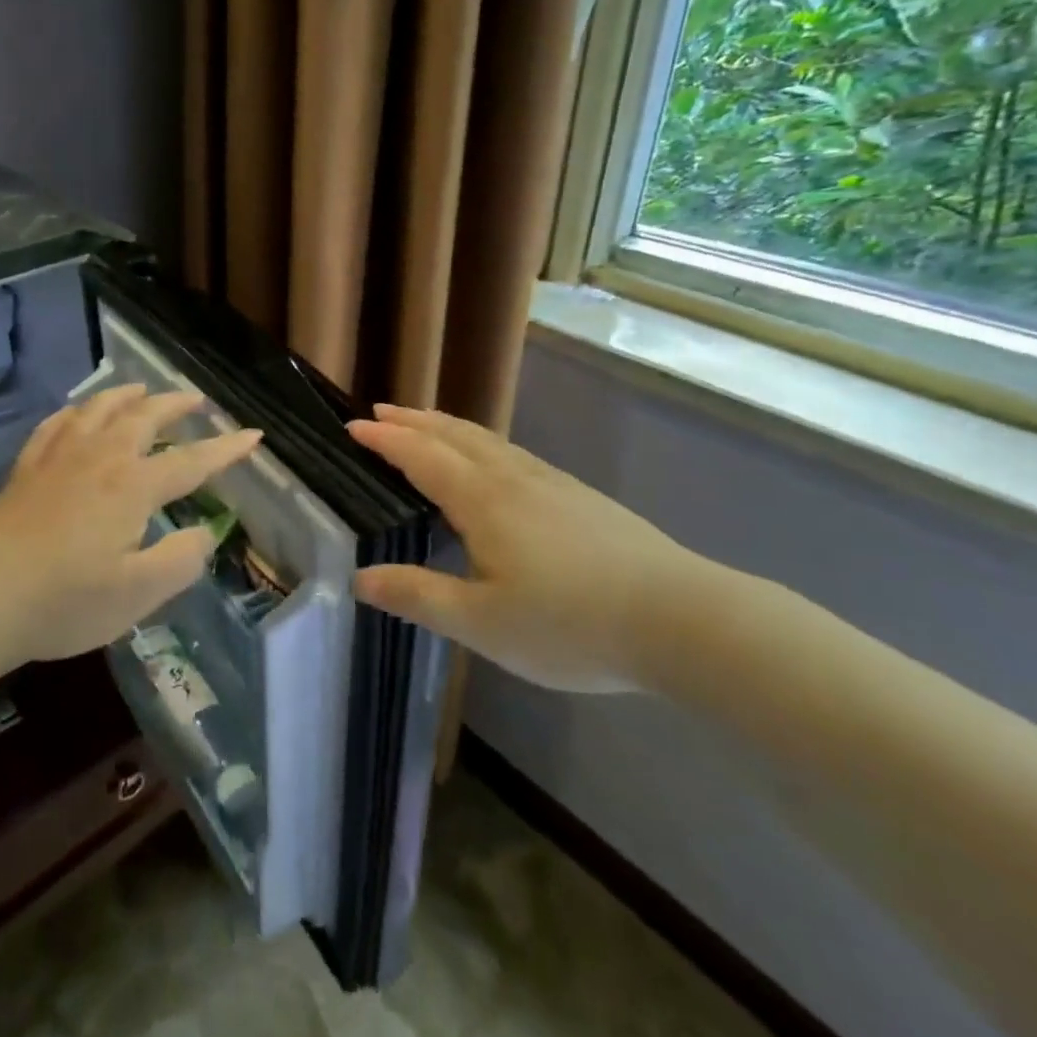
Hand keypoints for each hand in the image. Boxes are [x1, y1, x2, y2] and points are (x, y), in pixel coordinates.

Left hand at [0, 385, 261, 674]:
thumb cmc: (63, 602)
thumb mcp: (138, 595)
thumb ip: (181, 561)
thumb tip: (204, 533)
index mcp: (132, 486)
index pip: (191, 460)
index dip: (226, 449)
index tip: (253, 435)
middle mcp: (98, 459)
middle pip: (143, 417)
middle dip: (174, 405)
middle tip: (196, 399)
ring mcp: (57, 460)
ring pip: (98, 410)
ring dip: (126, 396)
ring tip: (141, 391)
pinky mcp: (25, 471)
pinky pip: (55, 426)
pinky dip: (75, 413)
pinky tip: (76, 415)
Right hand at [347, 405, 705, 691]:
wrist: (683, 619)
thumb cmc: (571, 624)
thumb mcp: (482, 624)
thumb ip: (418, 596)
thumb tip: (359, 578)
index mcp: (483, 501)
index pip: (422, 456)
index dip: (386, 439)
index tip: (354, 427)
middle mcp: (514, 479)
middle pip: (455, 435)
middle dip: (414, 421)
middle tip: (381, 412)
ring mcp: (553, 484)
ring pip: (489, 441)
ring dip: (448, 427)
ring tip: (427, 425)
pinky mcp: (581, 498)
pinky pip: (514, 454)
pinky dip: (482, 444)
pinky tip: (493, 464)